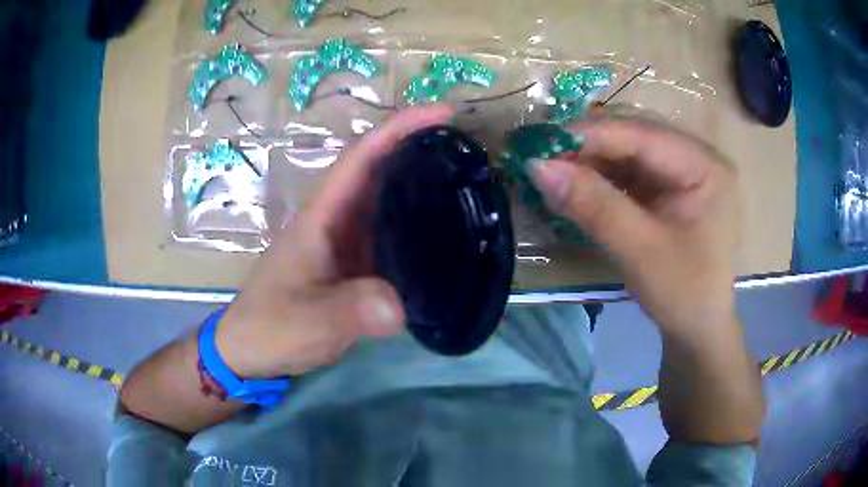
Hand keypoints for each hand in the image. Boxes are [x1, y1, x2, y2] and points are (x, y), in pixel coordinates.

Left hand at [215, 105, 453, 377]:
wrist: (250, 349)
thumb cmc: (271, 327)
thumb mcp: (311, 322)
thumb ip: (352, 312)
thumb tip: (401, 305)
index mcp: (322, 216)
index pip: (362, 157)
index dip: (400, 129)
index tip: (443, 114)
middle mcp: (336, 221)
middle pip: (380, 172)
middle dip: (420, 151)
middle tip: (469, 152)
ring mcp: (345, 244)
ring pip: (386, 203)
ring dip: (421, 187)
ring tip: (466, 186)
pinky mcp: (353, 266)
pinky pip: (389, 237)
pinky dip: (416, 229)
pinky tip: (444, 237)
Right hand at [530, 118, 739, 335]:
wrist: (697, 329)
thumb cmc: (682, 293)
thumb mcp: (640, 250)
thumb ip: (593, 205)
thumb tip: (538, 167)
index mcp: (705, 165)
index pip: (642, 135)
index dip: (591, 136)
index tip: (541, 146)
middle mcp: (698, 158)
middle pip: (636, 137)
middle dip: (590, 149)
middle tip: (546, 162)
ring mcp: (686, 172)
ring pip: (630, 153)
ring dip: (592, 163)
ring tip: (556, 175)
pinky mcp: (672, 189)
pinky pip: (632, 172)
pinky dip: (603, 179)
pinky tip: (580, 187)